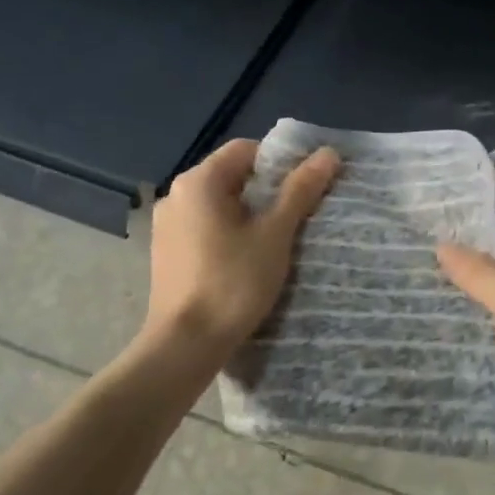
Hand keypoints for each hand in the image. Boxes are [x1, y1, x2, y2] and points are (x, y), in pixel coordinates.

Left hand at [144, 139, 339, 360]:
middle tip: (298, 216)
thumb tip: (329, 153)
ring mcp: (166, 225)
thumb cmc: (233, 283)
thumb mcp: (275, 234)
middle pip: (232, 176)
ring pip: (219, 205)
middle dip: (267, 191)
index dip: (281, 163)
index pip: (246, 150)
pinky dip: (228, 234)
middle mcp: (176, 195)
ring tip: (277, 241)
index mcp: (199, 181)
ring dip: (249, 214)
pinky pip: (204, 228)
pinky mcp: (166, 252)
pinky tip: (246, 260)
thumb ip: (300, 190)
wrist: (185, 344)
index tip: (305, 189)